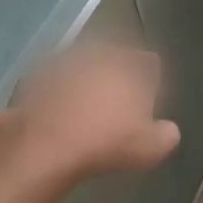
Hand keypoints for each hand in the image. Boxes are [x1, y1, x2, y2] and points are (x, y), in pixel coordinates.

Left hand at [0, 42, 180, 184]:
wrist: (43, 145)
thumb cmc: (105, 142)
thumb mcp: (150, 149)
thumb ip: (166, 135)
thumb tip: (168, 130)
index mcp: (132, 66)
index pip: (150, 63)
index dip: (150, 82)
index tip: (145, 104)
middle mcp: (101, 54)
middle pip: (116, 59)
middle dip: (117, 77)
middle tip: (114, 107)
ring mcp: (65, 60)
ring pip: (83, 66)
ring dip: (85, 82)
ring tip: (82, 111)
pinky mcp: (35, 74)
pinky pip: (53, 80)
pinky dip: (56, 91)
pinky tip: (55, 115)